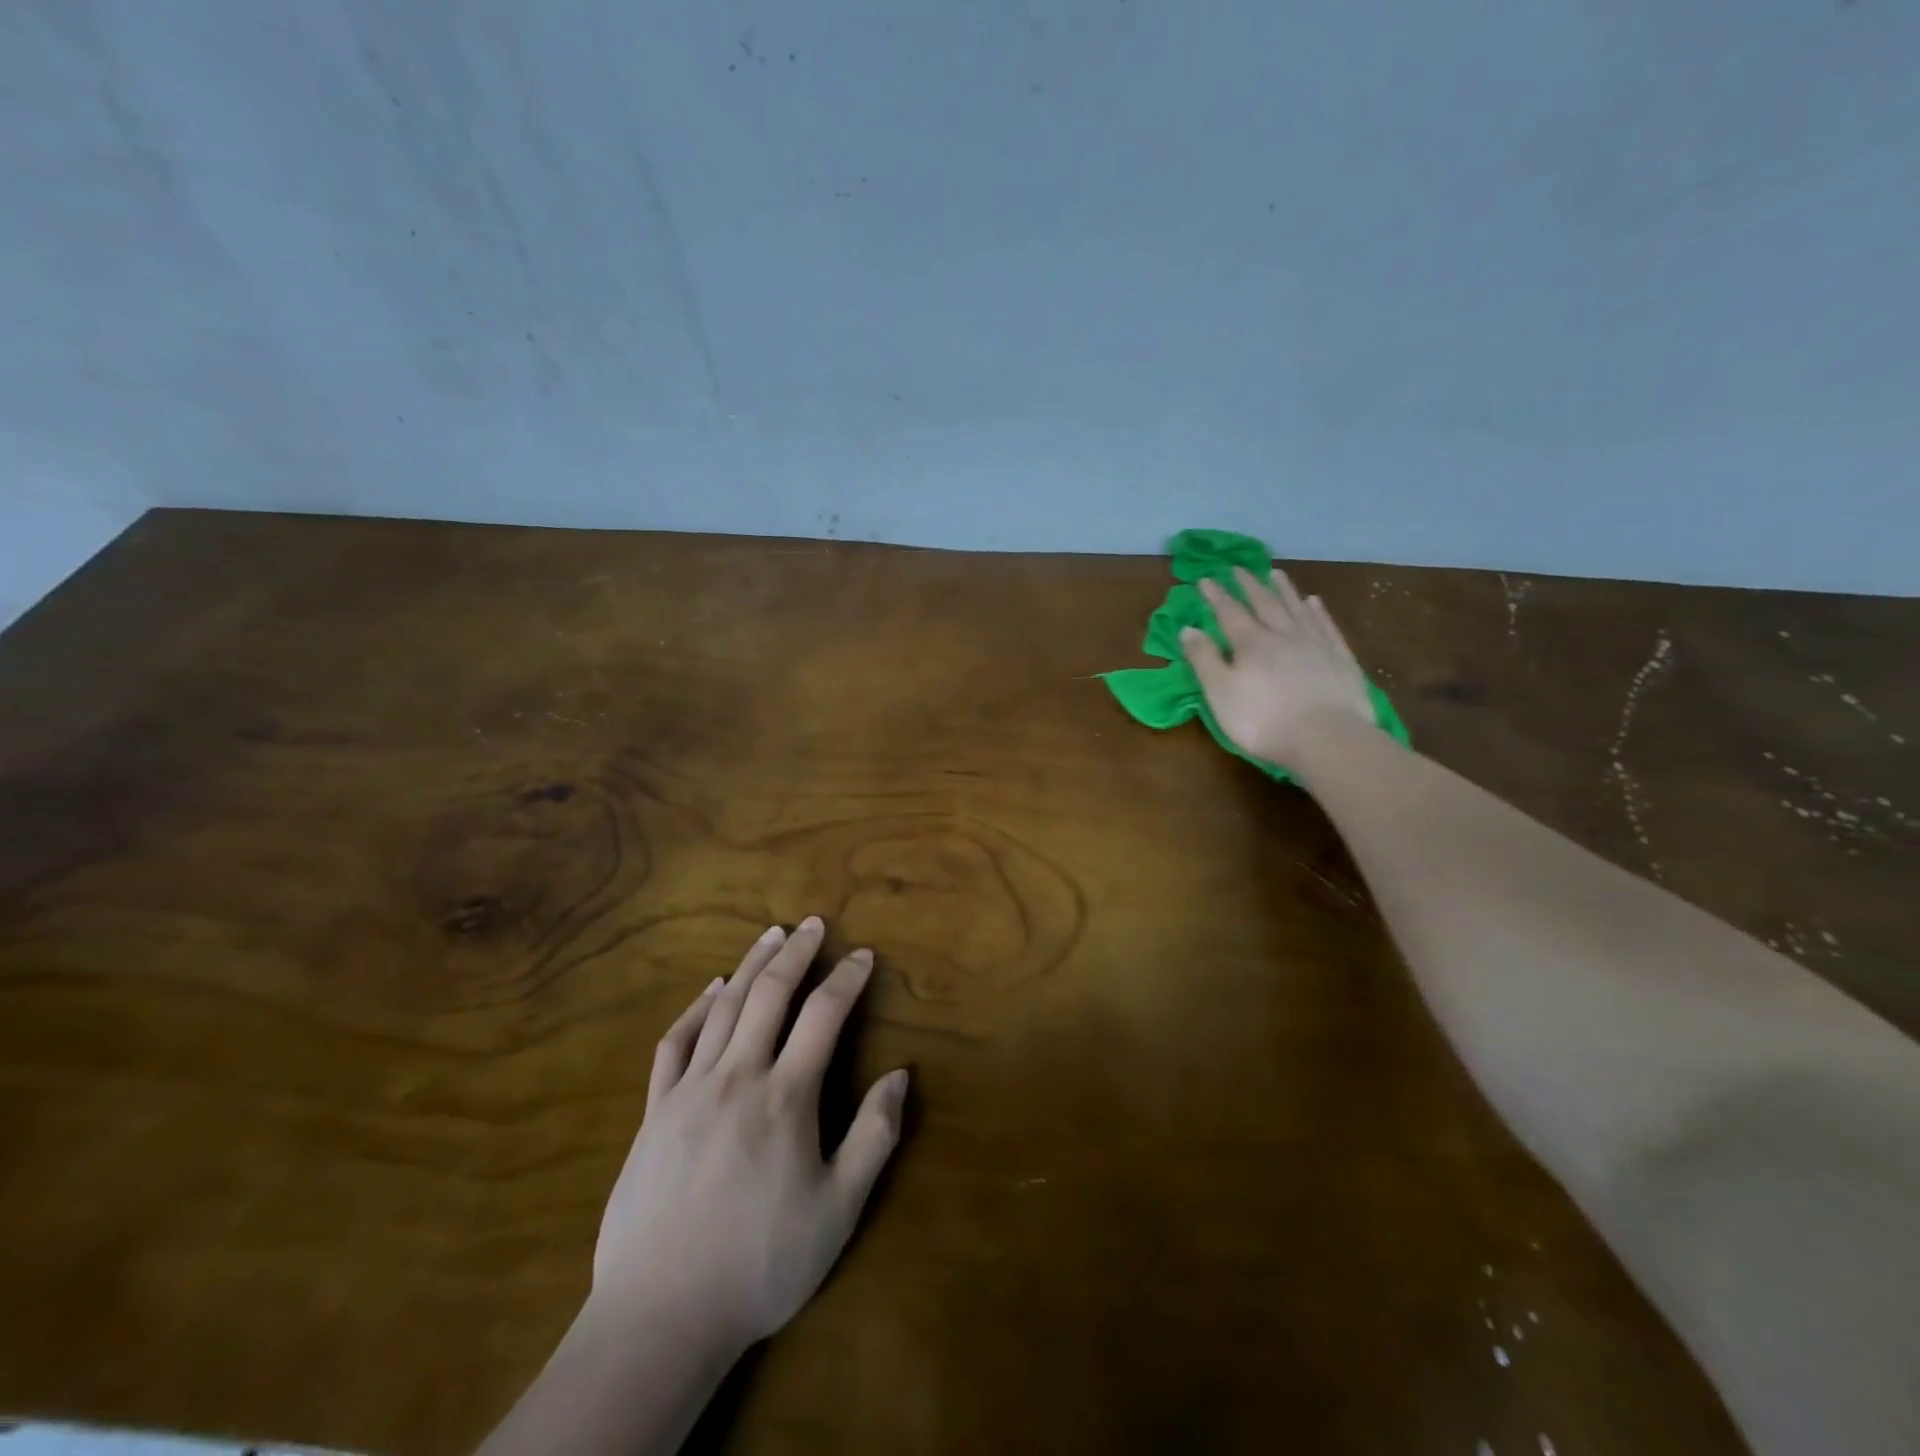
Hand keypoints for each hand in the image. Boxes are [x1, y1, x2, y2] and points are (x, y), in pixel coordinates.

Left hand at [591, 917, 908, 1351]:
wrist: (660, 1317)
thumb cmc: (761, 1264)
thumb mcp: (838, 1210)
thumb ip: (874, 1136)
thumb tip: (901, 1075)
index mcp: (786, 1097)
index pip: (824, 1015)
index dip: (847, 978)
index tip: (863, 955)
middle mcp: (738, 1076)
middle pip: (770, 994)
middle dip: (797, 953)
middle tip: (814, 923)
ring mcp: (690, 1089)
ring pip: (723, 1006)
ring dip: (750, 964)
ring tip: (771, 935)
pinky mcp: (654, 1110)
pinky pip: (675, 1042)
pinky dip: (696, 1007)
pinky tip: (711, 989)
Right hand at [1182, 568, 1374, 767]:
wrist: (1327, 738)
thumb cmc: (1263, 720)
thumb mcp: (1220, 693)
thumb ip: (1204, 659)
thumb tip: (1188, 629)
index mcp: (1251, 644)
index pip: (1229, 612)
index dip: (1216, 596)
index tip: (1205, 579)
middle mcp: (1283, 634)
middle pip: (1264, 603)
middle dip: (1249, 585)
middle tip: (1239, 567)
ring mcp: (1315, 643)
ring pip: (1296, 608)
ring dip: (1283, 590)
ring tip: (1275, 573)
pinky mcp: (1340, 657)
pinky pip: (1326, 625)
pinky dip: (1317, 611)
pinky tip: (1314, 602)